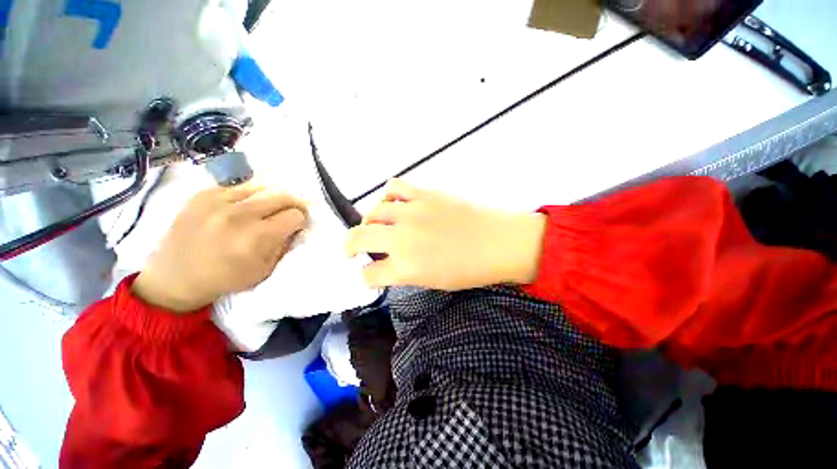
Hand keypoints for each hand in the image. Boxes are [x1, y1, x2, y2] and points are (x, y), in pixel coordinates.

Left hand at [132, 184, 307, 312]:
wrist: (174, 278)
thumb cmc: (225, 279)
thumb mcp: (264, 270)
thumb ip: (284, 246)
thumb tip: (297, 227)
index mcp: (256, 237)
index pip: (294, 215)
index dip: (300, 220)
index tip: (297, 225)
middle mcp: (239, 214)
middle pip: (282, 196)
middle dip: (292, 205)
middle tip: (290, 213)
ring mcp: (217, 201)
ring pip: (261, 188)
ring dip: (270, 199)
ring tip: (265, 210)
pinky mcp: (201, 195)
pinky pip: (236, 187)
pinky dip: (246, 196)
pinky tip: (242, 207)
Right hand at [345, 179, 545, 289]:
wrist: (500, 242)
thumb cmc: (471, 269)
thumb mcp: (434, 282)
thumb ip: (406, 272)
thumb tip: (390, 263)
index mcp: (406, 268)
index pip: (369, 274)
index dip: (367, 276)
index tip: (371, 274)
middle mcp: (402, 238)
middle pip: (358, 238)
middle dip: (349, 246)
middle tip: (351, 250)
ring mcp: (411, 211)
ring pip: (373, 211)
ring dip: (369, 221)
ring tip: (375, 226)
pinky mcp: (424, 193)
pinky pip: (394, 186)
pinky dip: (388, 195)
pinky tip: (393, 203)